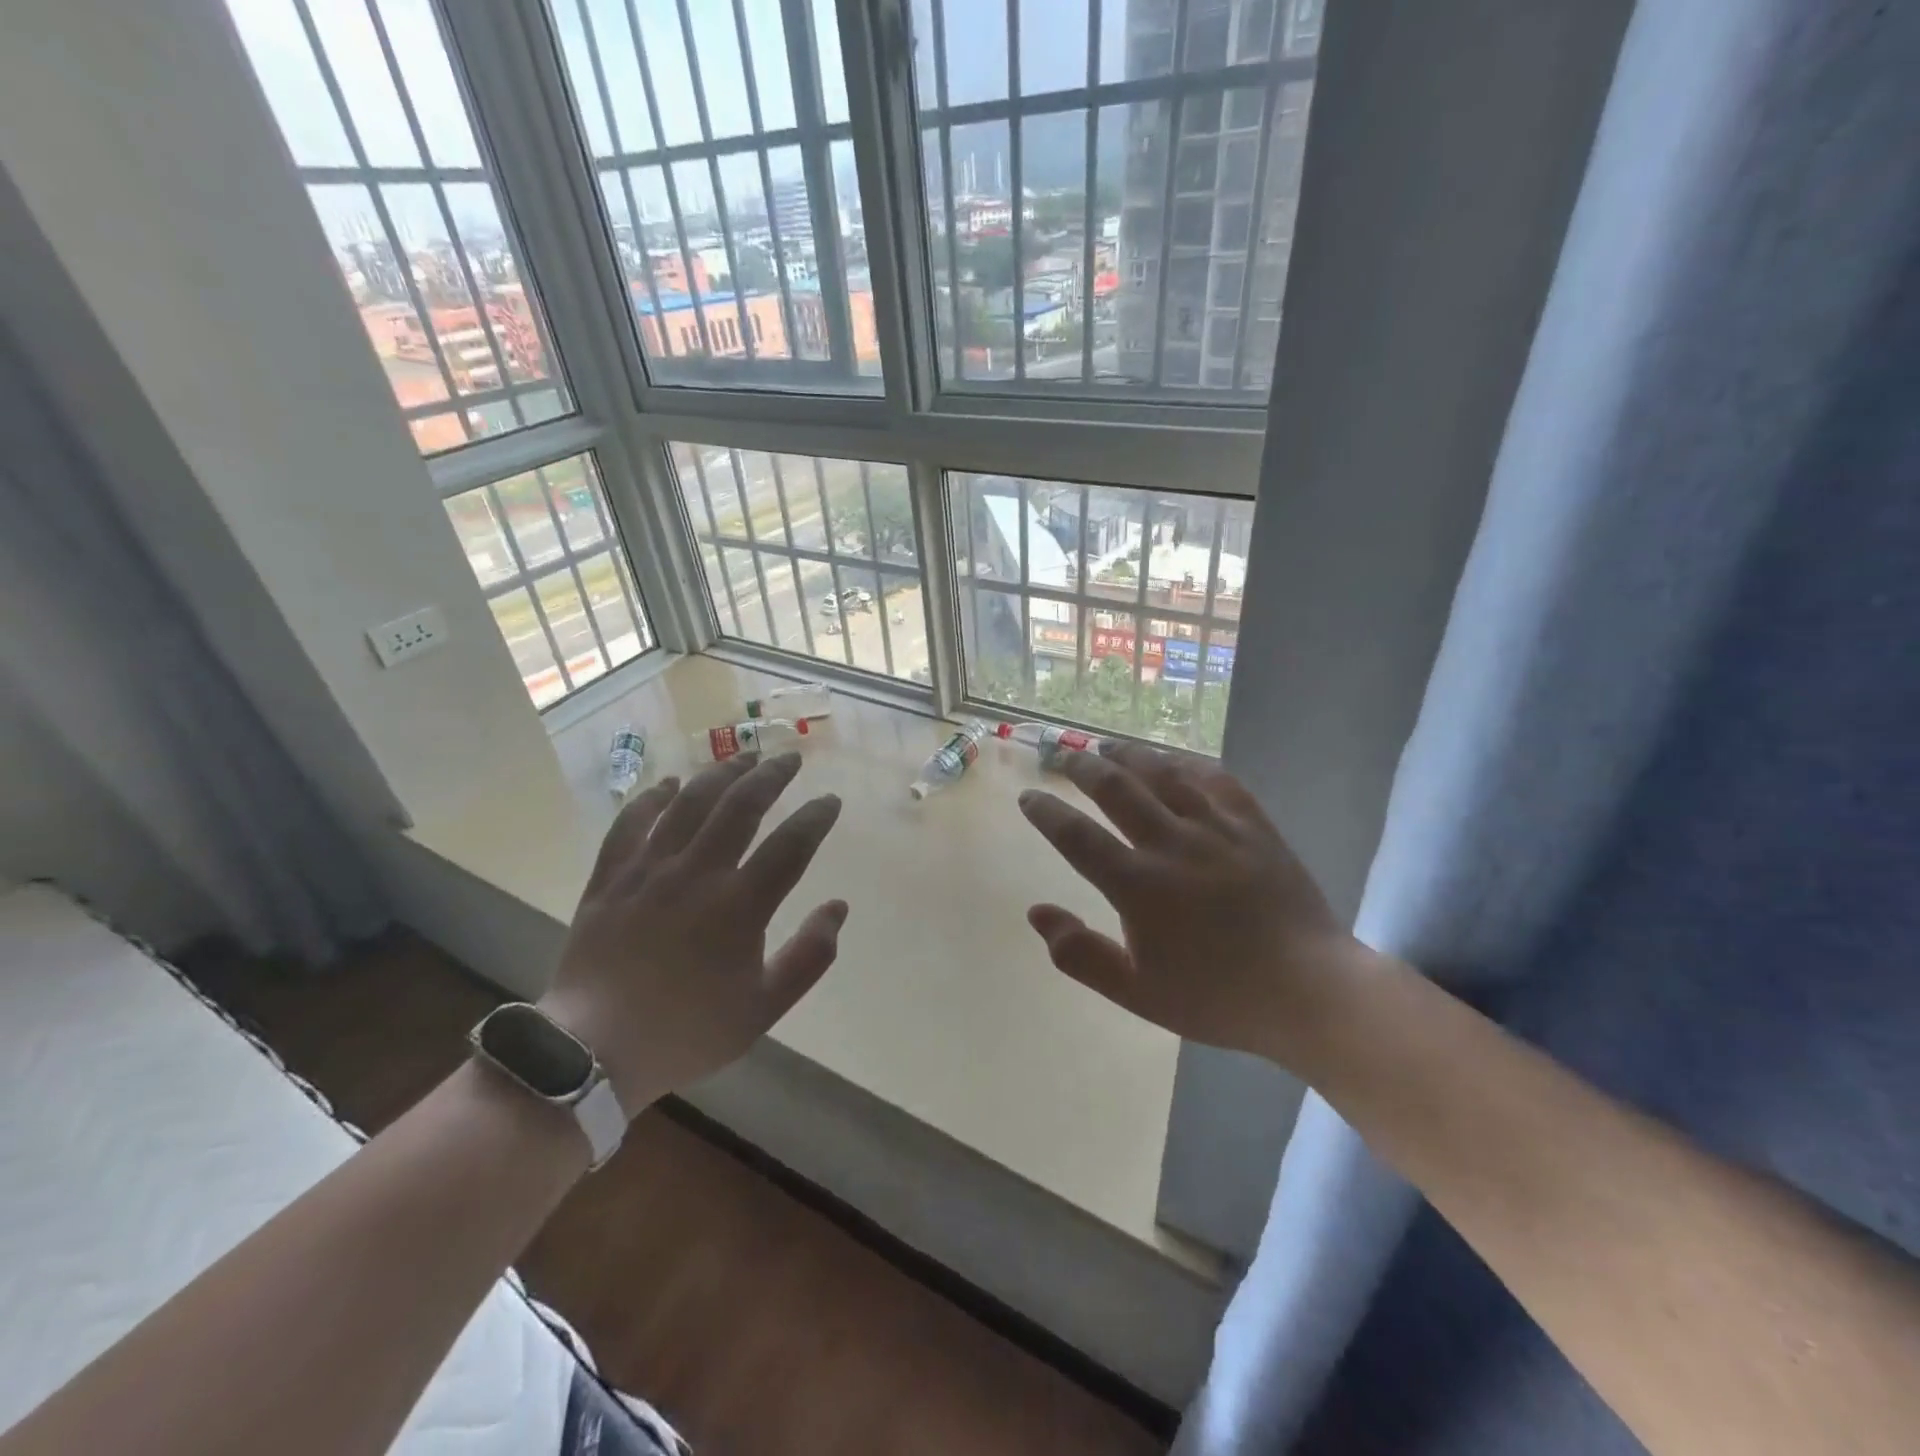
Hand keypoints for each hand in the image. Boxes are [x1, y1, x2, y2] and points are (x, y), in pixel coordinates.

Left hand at [540, 752, 844, 1114]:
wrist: (592, 1052)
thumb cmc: (687, 1031)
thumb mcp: (764, 1008)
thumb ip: (809, 956)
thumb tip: (838, 907)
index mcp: (740, 906)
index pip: (791, 844)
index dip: (816, 817)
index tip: (830, 800)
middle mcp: (697, 873)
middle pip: (741, 805)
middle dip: (771, 775)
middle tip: (789, 759)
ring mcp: (649, 870)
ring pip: (690, 802)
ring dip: (721, 773)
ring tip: (742, 756)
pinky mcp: (610, 877)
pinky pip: (631, 823)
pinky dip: (652, 798)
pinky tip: (668, 784)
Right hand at [1017, 741, 1368, 1065]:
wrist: (1308, 991)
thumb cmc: (1217, 997)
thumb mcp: (1137, 992)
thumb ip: (1080, 954)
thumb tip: (1036, 912)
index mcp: (1138, 886)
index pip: (1077, 837)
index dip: (1047, 813)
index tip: (1029, 798)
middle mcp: (1171, 844)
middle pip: (1116, 789)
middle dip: (1083, 767)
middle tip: (1065, 755)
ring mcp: (1217, 829)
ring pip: (1163, 774)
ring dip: (1129, 755)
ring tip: (1108, 744)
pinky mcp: (1254, 825)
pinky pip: (1216, 779)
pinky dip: (1188, 763)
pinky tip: (1176, 760)